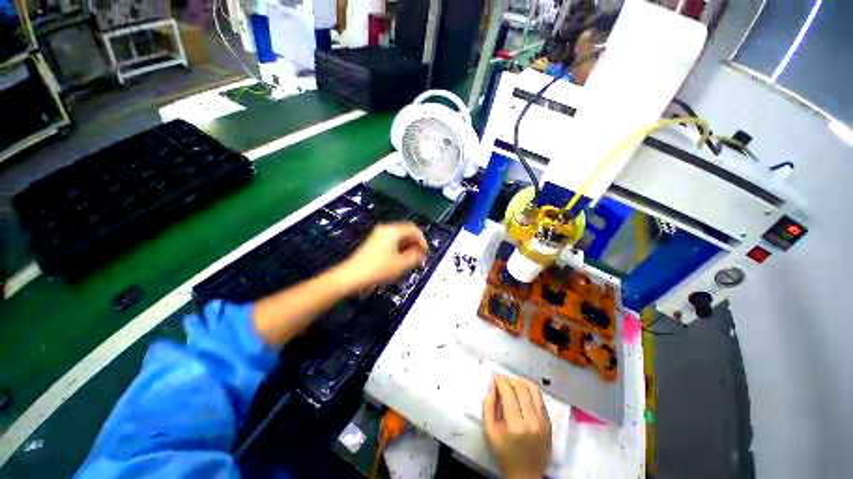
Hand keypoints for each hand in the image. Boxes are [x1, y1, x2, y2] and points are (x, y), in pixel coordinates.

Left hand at [337, 222, 427, 290]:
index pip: (413, 229)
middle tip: (420, 257)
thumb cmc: (377, 269)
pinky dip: (399, 248)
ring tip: (411, 260)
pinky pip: (392, 241)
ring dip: (408, 246)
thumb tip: (421, 253)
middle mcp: (385, 229)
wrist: (351, 276)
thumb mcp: (400, 264)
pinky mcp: (374, 242)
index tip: (425, 253)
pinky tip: (400, 259)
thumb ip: (415, 257)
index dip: (422, 240)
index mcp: (393, 231)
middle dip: (415, 243)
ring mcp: (378, 235)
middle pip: (406, 231)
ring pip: (399, 237)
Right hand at [482, 375, 551, 478]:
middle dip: (509, 378)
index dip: (500, 380)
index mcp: (516, 425)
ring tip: (512, 382)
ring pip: (534, 389)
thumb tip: (493, 385)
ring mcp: (544, 422)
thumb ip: (488, 406)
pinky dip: (529, 390)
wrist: (526, 474)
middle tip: (501, 378)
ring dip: (521, 381)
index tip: (494, 376)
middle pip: (522, 388)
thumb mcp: (489, 432)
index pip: (509, 392)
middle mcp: (532, 421)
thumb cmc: (504, 454)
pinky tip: (522, 392)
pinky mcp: (549, 423)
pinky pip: (540, 399)